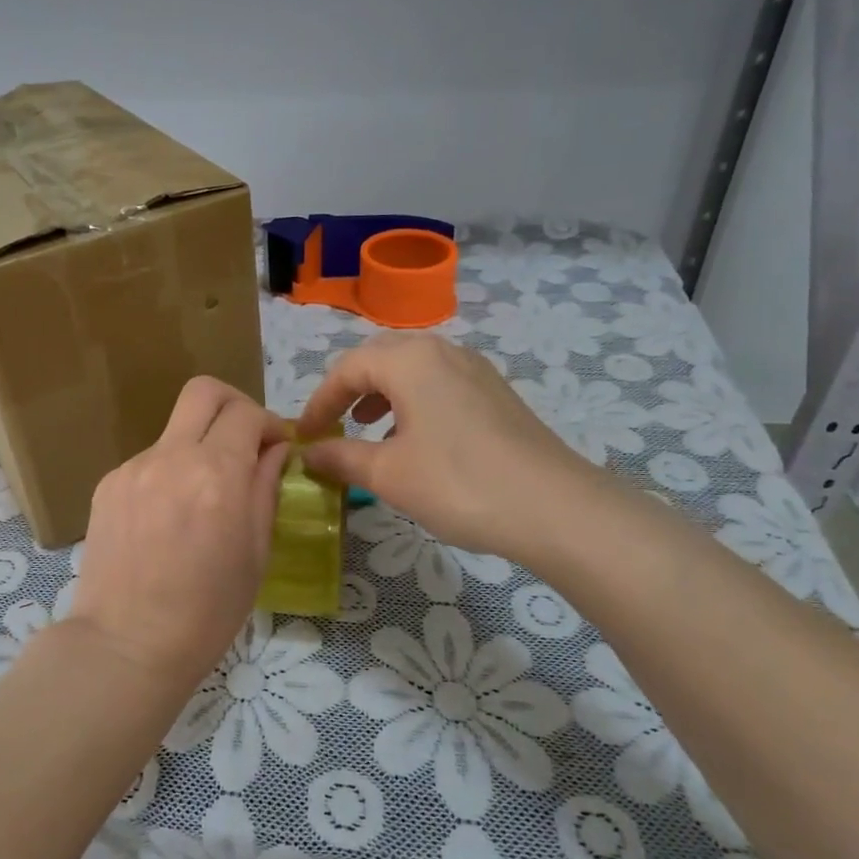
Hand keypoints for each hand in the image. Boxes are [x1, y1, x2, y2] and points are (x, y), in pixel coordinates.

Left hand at [68, 377, 291, 690]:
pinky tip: (169, 517)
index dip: (270, 423)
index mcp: (217, 475)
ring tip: (203, 496)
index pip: (248, 413)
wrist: (126, 644)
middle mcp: (172, 457)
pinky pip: (149, 461)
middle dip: (234, 405)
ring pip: (175, 430)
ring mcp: (134, 468)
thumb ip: (265, 488)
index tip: (277, 448)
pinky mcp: (108, 484)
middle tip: (245, 440)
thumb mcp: (256, 552)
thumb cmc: (207, 612)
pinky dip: (170, 472)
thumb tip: (274, 450)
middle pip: (204, 391)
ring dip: (199, 445)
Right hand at [296, 331, 605, 562]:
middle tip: (332, 424)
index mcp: (410, 360)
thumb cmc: (458, 483)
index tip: (303, 435)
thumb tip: (309, 453)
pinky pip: (440, 384)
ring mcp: (475, 370)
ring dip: (381, 393)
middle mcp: (442, 351)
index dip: (319, 401)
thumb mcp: (388, 474)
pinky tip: (415, 439)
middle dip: (349, 389)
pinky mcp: (496, 393)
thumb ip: (341, 457)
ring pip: (413, 369)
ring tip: (368, 428)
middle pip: (380, 357)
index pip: (347, 368)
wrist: (554, 507)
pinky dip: (413, 402)